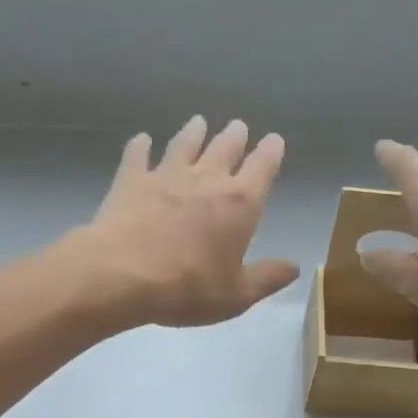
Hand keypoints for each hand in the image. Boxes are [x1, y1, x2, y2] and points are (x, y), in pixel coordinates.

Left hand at [77, 116, 300, 328]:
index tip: (274, 141)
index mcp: (240, 204)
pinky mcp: (131, 181)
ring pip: (185, 144)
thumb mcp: (237, 295)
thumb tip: (294, 267)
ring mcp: (166, 176)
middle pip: (225, 148)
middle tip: (238, 126)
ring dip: (194, 132)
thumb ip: (267, 278)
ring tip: (199, 122)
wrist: (123, 274)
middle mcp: (207, 180)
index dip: (271, 152)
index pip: (262, 168)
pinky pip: (138, 155)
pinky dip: (141, 146)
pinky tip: (142, 139)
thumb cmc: (188, 288)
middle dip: (235, 136)